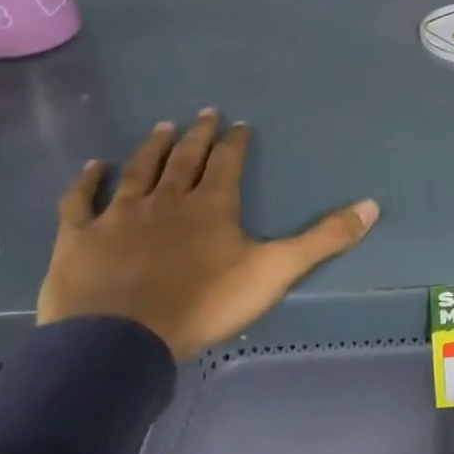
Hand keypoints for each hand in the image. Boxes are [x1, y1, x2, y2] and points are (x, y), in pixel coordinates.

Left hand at [38, 110, 379, 359]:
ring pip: (139, 170)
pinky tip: (94, 166)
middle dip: (197, 134)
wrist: (120, 341)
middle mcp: (167, 199)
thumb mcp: (275, 272)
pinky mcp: (80, 237)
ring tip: (162, 126)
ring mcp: (120, 215)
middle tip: (204, 112)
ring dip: (152, 147)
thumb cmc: (203, 304)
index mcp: (212, 204)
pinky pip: (82, 200)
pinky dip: (88, 181)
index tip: (239, 124)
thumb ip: (324, 239)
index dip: (236, 142)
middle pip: (185, 158)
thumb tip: (373, 205)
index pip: (227, 162)